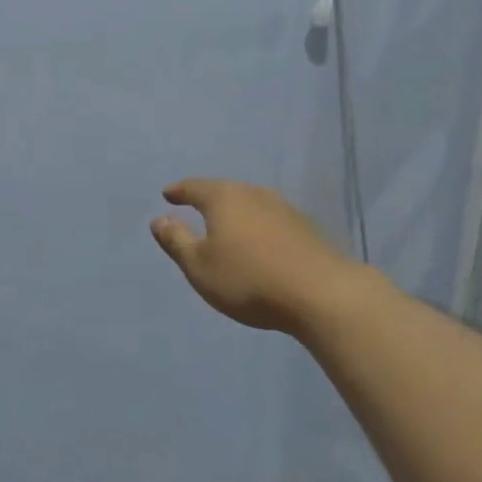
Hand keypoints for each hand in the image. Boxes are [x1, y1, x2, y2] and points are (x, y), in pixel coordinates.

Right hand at [150, 179, 353, 335]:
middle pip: (225, 190)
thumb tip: (159, 219)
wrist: (323, 294)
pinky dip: (257, 225)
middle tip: (195, 206)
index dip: (179, 191)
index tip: (167, 194)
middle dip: (208, 198)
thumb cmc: (249, 279)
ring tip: (226, 225)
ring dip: (236, 212)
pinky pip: (270, 219)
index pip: (194, 187)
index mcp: (224, 198)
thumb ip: (177, 241)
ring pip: (250, 203)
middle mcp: (253, 194)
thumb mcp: (200, 266)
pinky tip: (259, 241)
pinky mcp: (306, 228)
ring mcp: (284, 209)